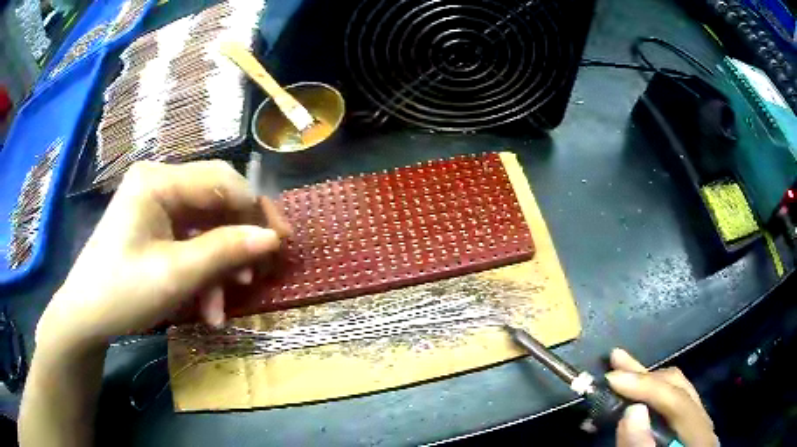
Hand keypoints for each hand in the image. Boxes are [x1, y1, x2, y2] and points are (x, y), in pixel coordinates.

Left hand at [36, 160, 290, 354]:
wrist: (86, 317)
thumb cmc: (122, 292)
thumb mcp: (175, 275)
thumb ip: (225, 251)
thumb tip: (271, 238)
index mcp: (157, 180)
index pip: (221, 181)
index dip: (255, 210)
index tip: (280, 243)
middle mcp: (158, 183)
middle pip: (216, 200)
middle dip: (239, 238)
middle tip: (262, 270)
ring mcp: (156, 205)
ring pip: (206, 226)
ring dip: (220, 264)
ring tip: (225, 303)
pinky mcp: (154, 227)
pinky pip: (190, 241)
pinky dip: (203, 271)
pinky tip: (207, 305)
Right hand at [607, 349, 717, 446]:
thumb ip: (642, 446)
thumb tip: (632, 410)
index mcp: (701, 436)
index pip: (678, 401)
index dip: (647, 386)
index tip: (613, 378)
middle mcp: (703, 423)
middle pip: (679, 389)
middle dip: (645, 377)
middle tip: (616, 362)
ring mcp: (696, 424)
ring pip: (676, 391)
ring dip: (647, 380)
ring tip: (623, 363)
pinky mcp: (687, 429)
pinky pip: (671, 404)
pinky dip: (651, 394)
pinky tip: (638, 389)